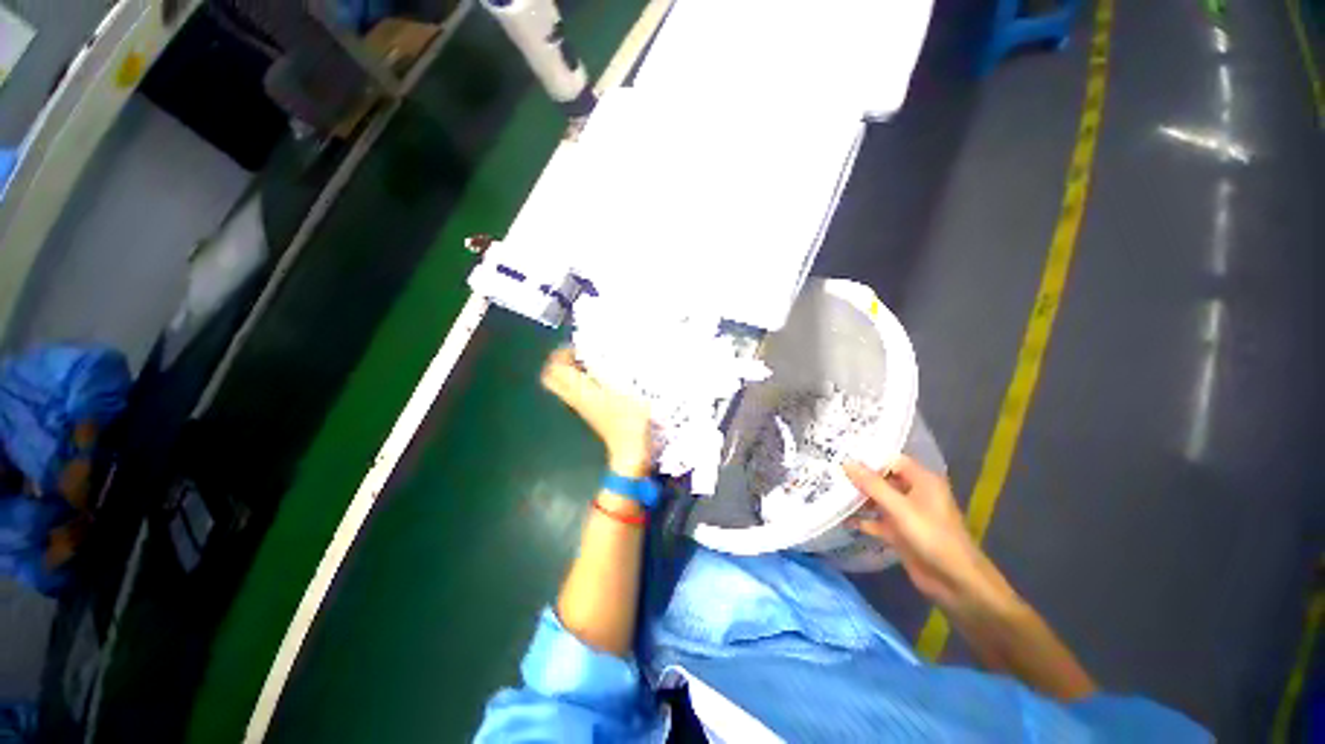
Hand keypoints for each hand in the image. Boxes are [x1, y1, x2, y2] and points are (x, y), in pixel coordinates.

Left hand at [541, 348, 653, 477]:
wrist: (629, 451)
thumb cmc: (629, 421)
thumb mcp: (627, 392)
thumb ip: (616, 371)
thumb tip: (606, 352)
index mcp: (580, 391)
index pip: (555, 370)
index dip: (561, 354)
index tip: (578, 347)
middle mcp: (575, 397)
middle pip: (551, 377)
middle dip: (560, 361)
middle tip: (579, 353)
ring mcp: (580, 405)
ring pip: (563, 384)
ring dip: (571, 370)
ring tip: (591, 361)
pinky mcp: (589, 410)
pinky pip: (575, 390)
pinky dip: (581, 379)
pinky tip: (601, 376)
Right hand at [844, 456, 1008, 610]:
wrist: (955, 582)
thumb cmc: (931, 536)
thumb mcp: (899, 507)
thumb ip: (871, 484)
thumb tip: (845, 462)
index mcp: (922, 480)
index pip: (891, 460)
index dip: (868, 457)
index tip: (840, 454)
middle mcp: (914, 493)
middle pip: (882, 478)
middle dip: (859, 477)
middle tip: (830, 470)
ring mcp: (906, 513)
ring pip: (878, 499)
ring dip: (858, 498)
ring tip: (829, 490)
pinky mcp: (900, 532)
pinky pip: (877, 520)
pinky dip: (862, 520)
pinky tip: (842, 518)